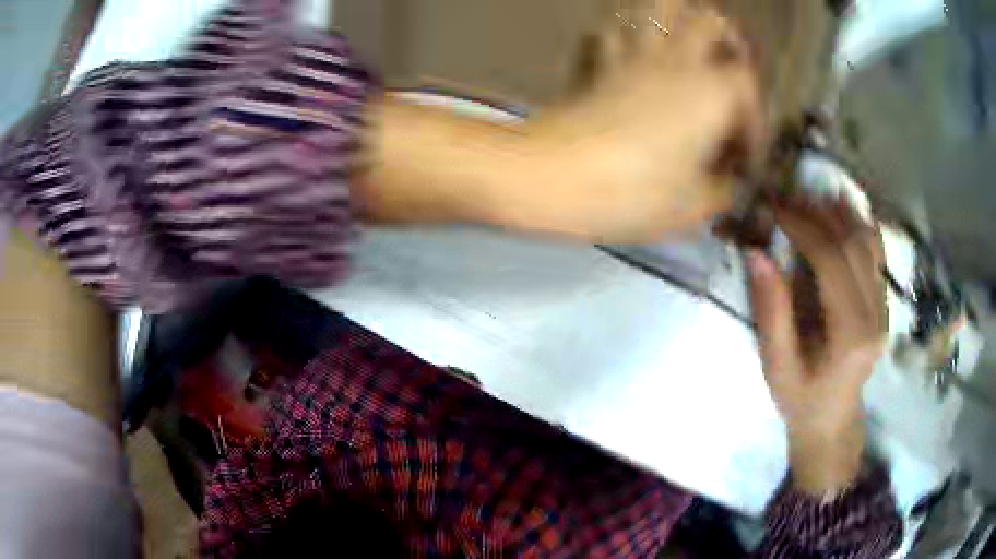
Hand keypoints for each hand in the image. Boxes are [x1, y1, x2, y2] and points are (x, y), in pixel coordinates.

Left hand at [523, 0, 765, 241]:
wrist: (552, 176)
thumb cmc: (631, 193)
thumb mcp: (692, 207)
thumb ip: (721, 191)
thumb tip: (726, 184)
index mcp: (712, 92)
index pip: (749, 87)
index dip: (755, 120)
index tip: (744, 155)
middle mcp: (678, 61)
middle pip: (710, 21)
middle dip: (727, 42)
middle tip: (729, 72)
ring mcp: (633, 54)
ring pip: (659, 7)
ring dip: (679, 20)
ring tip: (688, 45)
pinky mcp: (598, 61)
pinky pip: (612, 30)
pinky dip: (627, 35)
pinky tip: (632, 55)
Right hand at [746, 197, 886, 496]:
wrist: (833, 419)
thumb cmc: (801, 398)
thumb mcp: (777, 364)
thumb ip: (771, 310)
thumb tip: (755, 251)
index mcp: (850, 335)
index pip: (832, 261)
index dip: (803, 226)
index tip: (774, 206)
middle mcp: (875, 314)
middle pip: (852, 244)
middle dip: (818, 212)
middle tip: (786, 197)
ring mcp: (884, 305)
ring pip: (868, 241)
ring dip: (839, 211)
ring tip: (809, 195)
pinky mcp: (883, 300)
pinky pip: (876, 251)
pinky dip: (858, 222)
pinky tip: (840, 208)